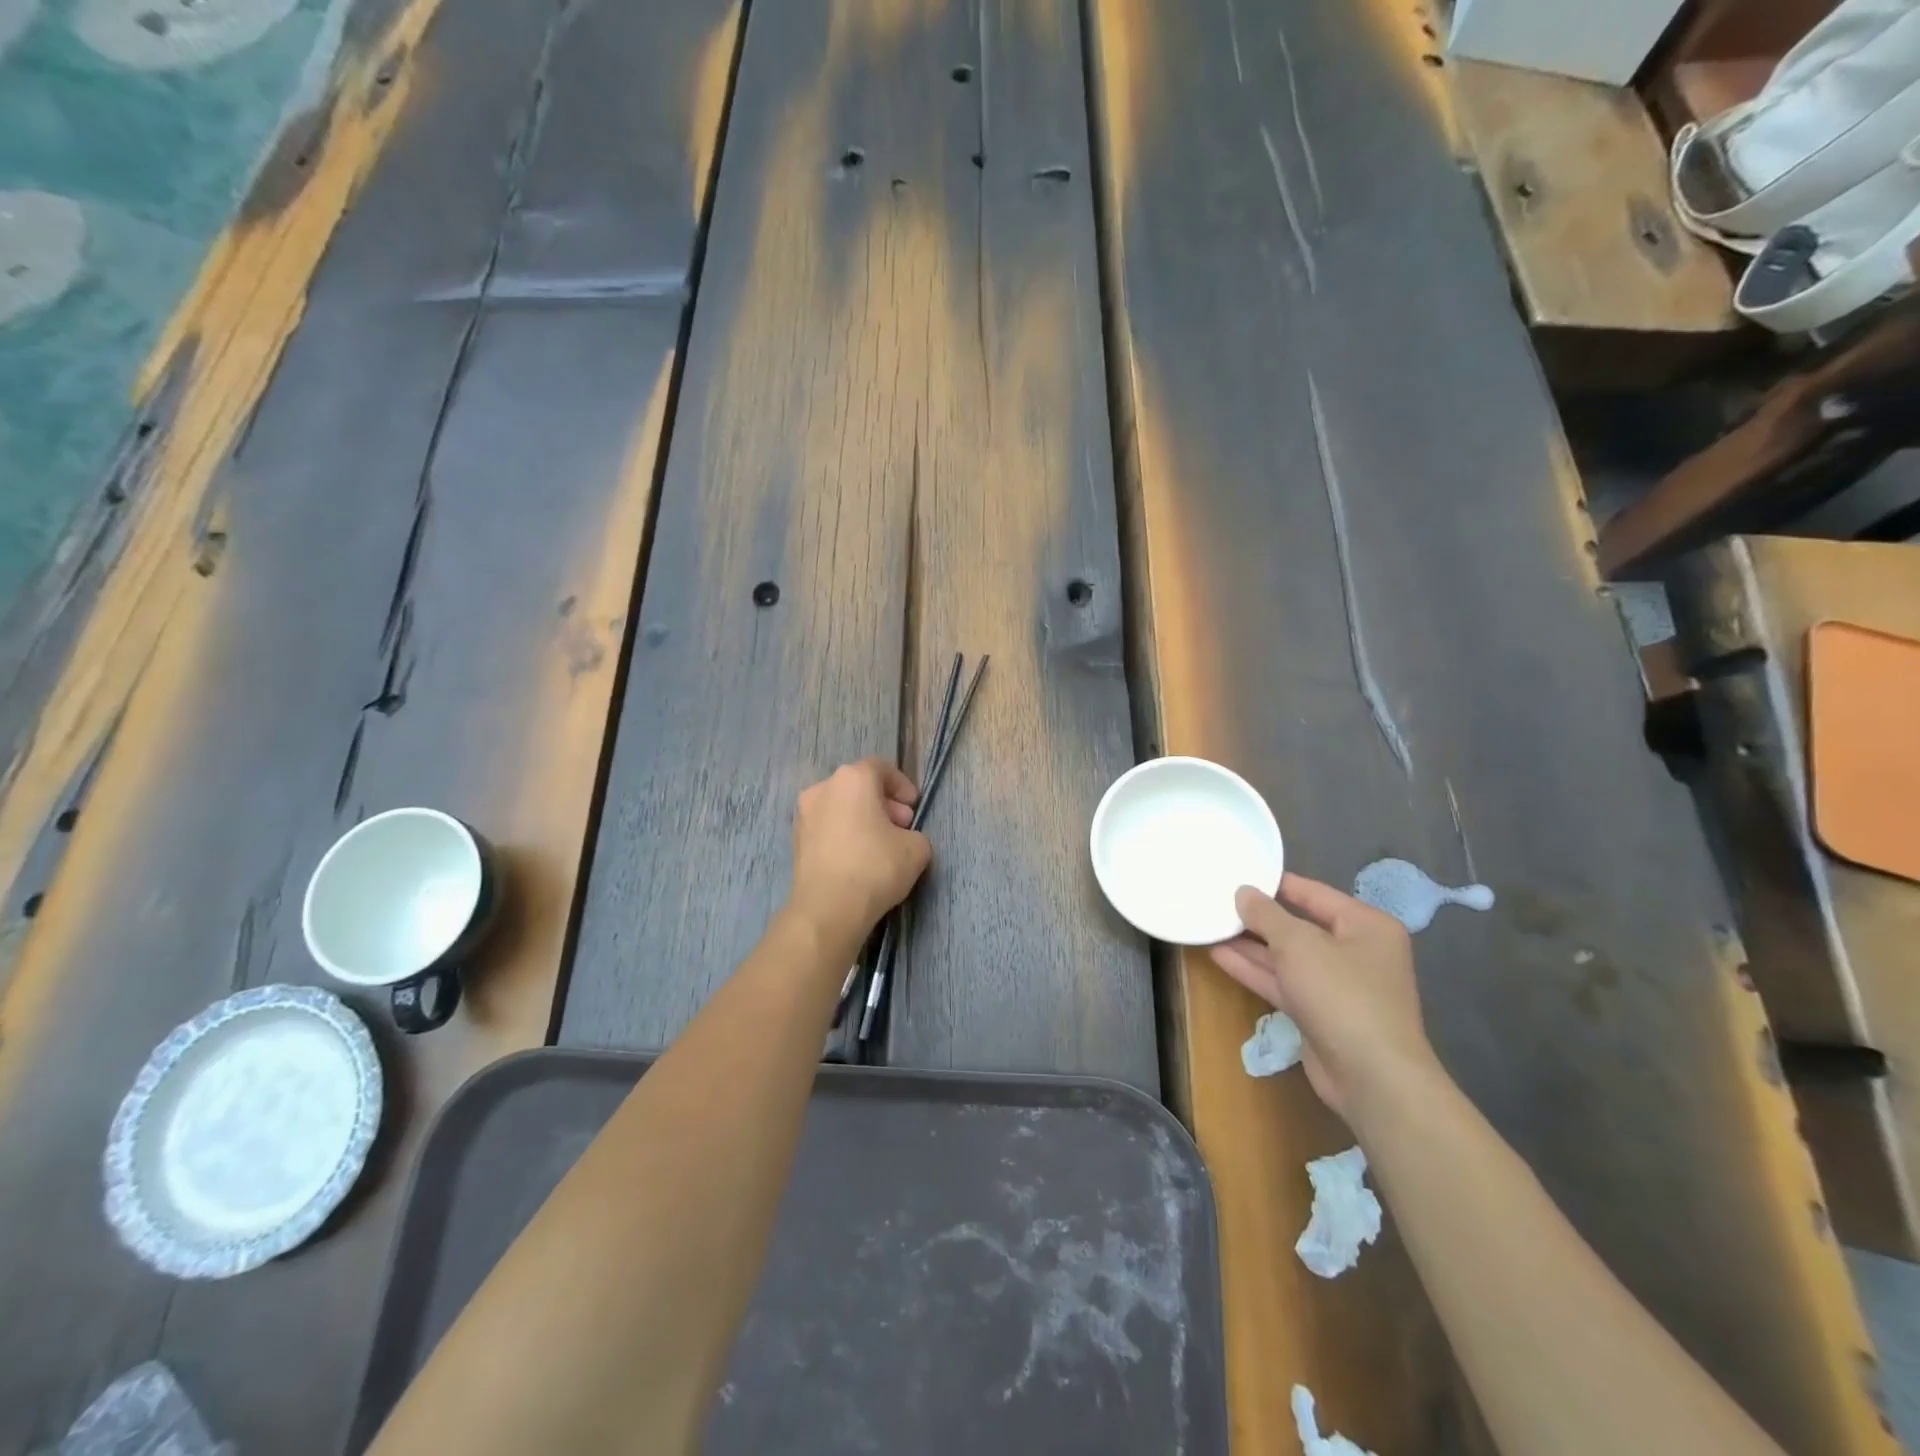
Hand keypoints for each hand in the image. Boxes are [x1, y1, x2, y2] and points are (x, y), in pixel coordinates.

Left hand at [787, 758, 931, 946]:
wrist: (827, 908)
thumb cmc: (875, 867)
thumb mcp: (917, 849)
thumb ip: (915, 834)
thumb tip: (903, 839)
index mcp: (852, 778)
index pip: (882, 768)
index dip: (902, 785)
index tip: (914, 807)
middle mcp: (823, 788)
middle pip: (859, 786)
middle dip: (884, 804)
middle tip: (901, 827)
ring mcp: (804, 814)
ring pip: (841, 807)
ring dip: (863, 819)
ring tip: (880, 845)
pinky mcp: (796, 840)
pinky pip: (828, 828)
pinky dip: (844, 834)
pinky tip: (858, 859)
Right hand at [1210, 873, 1440, 1127]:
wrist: (1371, 1077)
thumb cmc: (1342, 994)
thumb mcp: (1299, 944)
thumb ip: (1267, 915)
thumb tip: (1244, 892)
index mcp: (1366, 925)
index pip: (1314, 893)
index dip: (1275, 883)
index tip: (1237, 873)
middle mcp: (1354, 951)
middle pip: (1299, 925)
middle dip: (1258, 917)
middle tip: (1217, 900)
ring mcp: (1335, 985)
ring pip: (1286, 956)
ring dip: (1250, 944)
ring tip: (1210, 924)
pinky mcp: (1317, 1012)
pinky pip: (1282, 982)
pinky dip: (1253, 970)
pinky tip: (1219, 955)